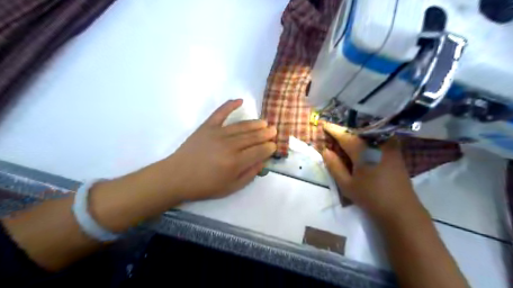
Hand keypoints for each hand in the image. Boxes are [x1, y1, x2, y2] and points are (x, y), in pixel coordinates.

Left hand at [159, 100, 276, 200]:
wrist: (177, 176)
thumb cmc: (205, 185)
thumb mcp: (231, 187)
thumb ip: (249, 175)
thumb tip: (262, 161)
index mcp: (236, 162)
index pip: (259, 151)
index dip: (269, 147)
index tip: (274, 145)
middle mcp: (229, 145)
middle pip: (253, 137)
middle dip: (266, 134)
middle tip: (274, 131)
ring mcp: (218, 133)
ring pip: (242, 126)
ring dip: (255, 124)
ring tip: (264, 123)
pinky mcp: (207, 126)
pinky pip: (220, 113)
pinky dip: (230, 105)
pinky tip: (239, 100)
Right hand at [322, 122, 422, 218]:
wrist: (401, 210)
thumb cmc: (371, 198)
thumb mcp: (347, 185)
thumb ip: (334, 166)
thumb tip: (325, 151)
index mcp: (364, 151)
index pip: (345, 136)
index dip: (333, 130)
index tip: (324, 125)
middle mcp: (378, 144)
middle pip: (358, 131)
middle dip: (345, 130)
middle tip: (334, 131)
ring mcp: (389, 147)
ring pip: (370, 133)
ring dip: (357, 132)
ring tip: (347, 135)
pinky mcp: (396, 153)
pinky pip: (379, 138)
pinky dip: (369, 137)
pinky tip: (364, 142)